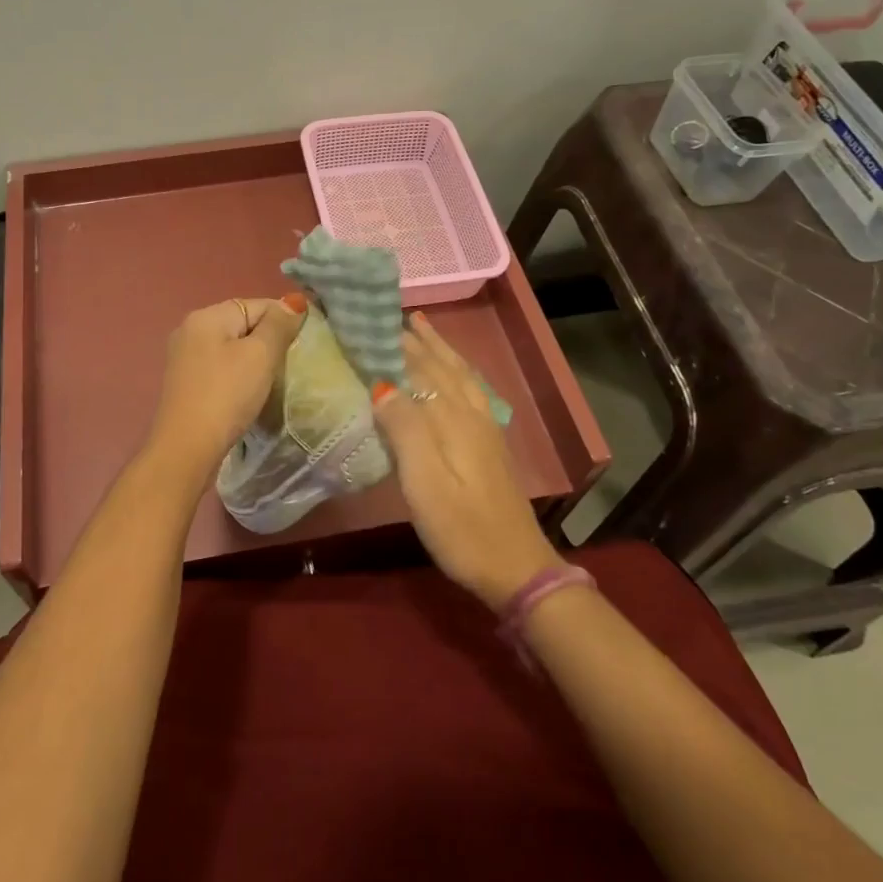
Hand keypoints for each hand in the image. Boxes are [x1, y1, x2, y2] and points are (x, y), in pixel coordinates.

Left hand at [147, 295, 306, 476]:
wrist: (187, 448)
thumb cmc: (227, 395)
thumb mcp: (260, 356)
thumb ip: (278, 325)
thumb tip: (293, 301)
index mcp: (206, 316)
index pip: (257, 304)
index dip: (284, 320)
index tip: (302, 345)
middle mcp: (190, 329)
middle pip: (242, 324)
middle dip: (268, 341)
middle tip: (288, 365)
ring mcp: (184, 357)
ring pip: (232, 347)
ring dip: (254, 360)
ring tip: (271, 381)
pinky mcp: (185, 383)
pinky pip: (220, 367)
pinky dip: (237, 375)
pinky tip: (247, 393)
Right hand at [371, 312, 564, 610]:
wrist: (516, 568)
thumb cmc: (462, 529)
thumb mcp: (425, 484)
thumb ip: (405, 430)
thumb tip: (381, 384)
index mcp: (453, 419)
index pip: (418, 369)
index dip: (393, 344)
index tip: (366, 321)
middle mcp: (471, 414)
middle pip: (440, 366)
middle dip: (414, 339)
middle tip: (386, 314)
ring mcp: (485, 428)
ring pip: (459, 374)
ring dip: (438, 347)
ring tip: (420, 325)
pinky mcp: (490, 444)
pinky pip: (470, 388)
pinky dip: (456, 369)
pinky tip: (453, 373)